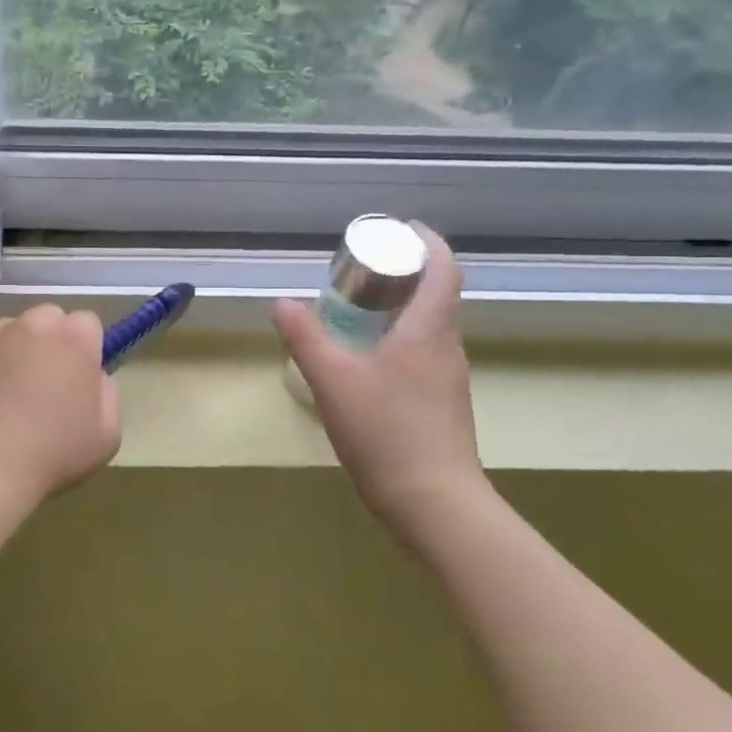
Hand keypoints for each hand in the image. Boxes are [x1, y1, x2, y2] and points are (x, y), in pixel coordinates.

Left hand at [0, 306, 121, 517]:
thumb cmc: (51, 455)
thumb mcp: (107, 435)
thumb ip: (107, 393)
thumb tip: (92, 378)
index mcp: (75, 338)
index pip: (86, 324)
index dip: (85, 350)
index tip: (78, 379)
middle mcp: (32, 324)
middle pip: (47, 320)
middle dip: (49, 344)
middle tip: (43, 387)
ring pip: (9, 333)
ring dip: (13, 353)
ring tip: (4, 398)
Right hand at [273, 227, 485, 534]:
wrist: (434, 502)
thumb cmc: (385, 431)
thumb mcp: (333, 380)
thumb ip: (306, 338)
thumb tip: (282, 302)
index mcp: (429, 329)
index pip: (443, 268)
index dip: (427, 241)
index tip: (400, 229)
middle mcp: (447, 346)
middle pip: (438, 293)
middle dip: (406, 273)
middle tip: (364, 270)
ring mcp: (449, 378)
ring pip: (431, 326)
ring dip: (403, 308)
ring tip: (360, 311)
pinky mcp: (444, 404)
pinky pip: (426, 353)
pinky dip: (402, 340)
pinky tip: (369, 361)